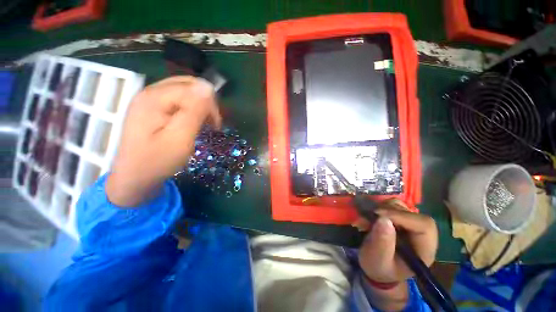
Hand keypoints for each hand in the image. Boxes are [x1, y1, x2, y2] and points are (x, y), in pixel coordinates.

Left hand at [106, 76, 220, 206]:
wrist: (134, 177)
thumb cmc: (157, 161)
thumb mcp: (180, 138)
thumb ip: (194, 112)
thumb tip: (208, 87)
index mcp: (154, 98)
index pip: (192, 89)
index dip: (209, 105)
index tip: (216, 126)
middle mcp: (149, 92)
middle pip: (188, 85)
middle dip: (206, 102)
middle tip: (212, 123)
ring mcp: (149, 99)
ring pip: (184, 91)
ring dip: (199, 105)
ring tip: (204, 123)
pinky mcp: (151, 108)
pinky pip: (177, 99)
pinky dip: (191, 108)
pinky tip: (192, 121)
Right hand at [358, 202, 437, 283]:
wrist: (376, 267)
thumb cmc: (379, 268)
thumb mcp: (378, 260)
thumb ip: (382, 243)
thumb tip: (383, 219)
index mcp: (424, 249)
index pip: (424, 225)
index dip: (403, 216)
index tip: (379, 215)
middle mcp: (420, 234)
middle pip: (412, 212)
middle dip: (388, 211)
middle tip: (370, 215)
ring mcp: (409, 225)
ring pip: (400, 206)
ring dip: (381, 208)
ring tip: (368, 218)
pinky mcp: (399, 219)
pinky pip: (390, 205)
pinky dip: (378, 207)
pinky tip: (370, 216)